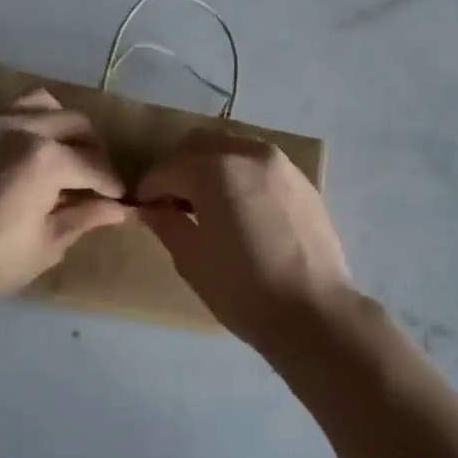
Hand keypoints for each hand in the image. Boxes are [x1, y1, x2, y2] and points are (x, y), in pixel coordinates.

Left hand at [0, 88, 129, 310]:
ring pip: (44, 103)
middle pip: (76, 125)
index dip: (112, 185)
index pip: (95, 165)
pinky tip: (32, 147)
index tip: (121, 200)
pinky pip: (9, 106)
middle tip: (97, 182)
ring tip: (67, 155)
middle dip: (94, 151)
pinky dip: (29, 118)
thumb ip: (85, 216)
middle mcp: (22, 126)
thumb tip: (119, 209)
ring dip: (63, 125)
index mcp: (45, 158)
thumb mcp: (48, 243)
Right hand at [137, 130, 357, 346]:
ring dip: (211, 167)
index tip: (143, 209)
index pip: (169, 168)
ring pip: (232, 149)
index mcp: (217, 169)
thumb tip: (151, 208)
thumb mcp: (192, 259)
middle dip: (180, 168)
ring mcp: (281, 164)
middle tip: (172, 202)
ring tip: (207, 204)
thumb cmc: (243, 289)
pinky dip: (240, 174)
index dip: (150, 188)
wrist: (314, 312)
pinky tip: (240, 209)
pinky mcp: (302, 180)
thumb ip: (166, 223)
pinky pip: (259, 164)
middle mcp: (249, 153)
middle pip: (201, 145)